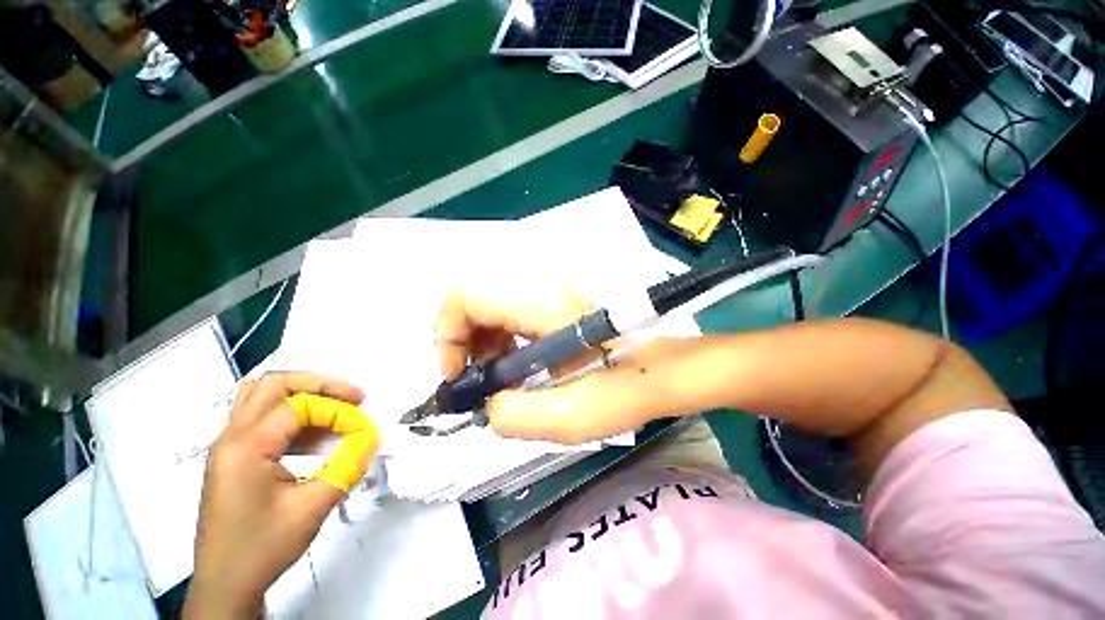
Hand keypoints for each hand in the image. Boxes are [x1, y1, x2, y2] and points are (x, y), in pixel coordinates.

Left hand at [184, 373, 364, 618]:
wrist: (225, 585)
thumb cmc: (264, 547)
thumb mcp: (313, 506)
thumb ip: (348, 464)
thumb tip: (372, 435)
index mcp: (245, 448)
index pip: (299, 406)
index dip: (337, 411)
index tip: (363, 429)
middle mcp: (231, 438)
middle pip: (274, 385)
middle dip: (320, 385)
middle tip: (352, 397)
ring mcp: (229, 446)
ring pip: (264, 397)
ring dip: (305, 397)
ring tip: (337, 411)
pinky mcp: (234, 457)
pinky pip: (263, 419)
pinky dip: (294, 417)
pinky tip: (315, 438)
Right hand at [434, 288, 689, 444]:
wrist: (666, 369)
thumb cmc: (628, 389)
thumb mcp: (570, 417)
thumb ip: (515, 416)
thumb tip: (489, 406)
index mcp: (542, 307)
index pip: (466, 295)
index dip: (447, 333)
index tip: (457, 375)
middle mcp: (542, 290)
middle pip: (474, 297)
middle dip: (462, 339)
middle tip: (476, 378)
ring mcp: (551, 295)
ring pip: (491, 304)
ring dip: (481, 340)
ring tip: (496, 376)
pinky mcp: (557, 305)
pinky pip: (511, 312)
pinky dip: (501, 339)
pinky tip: (517, 365)